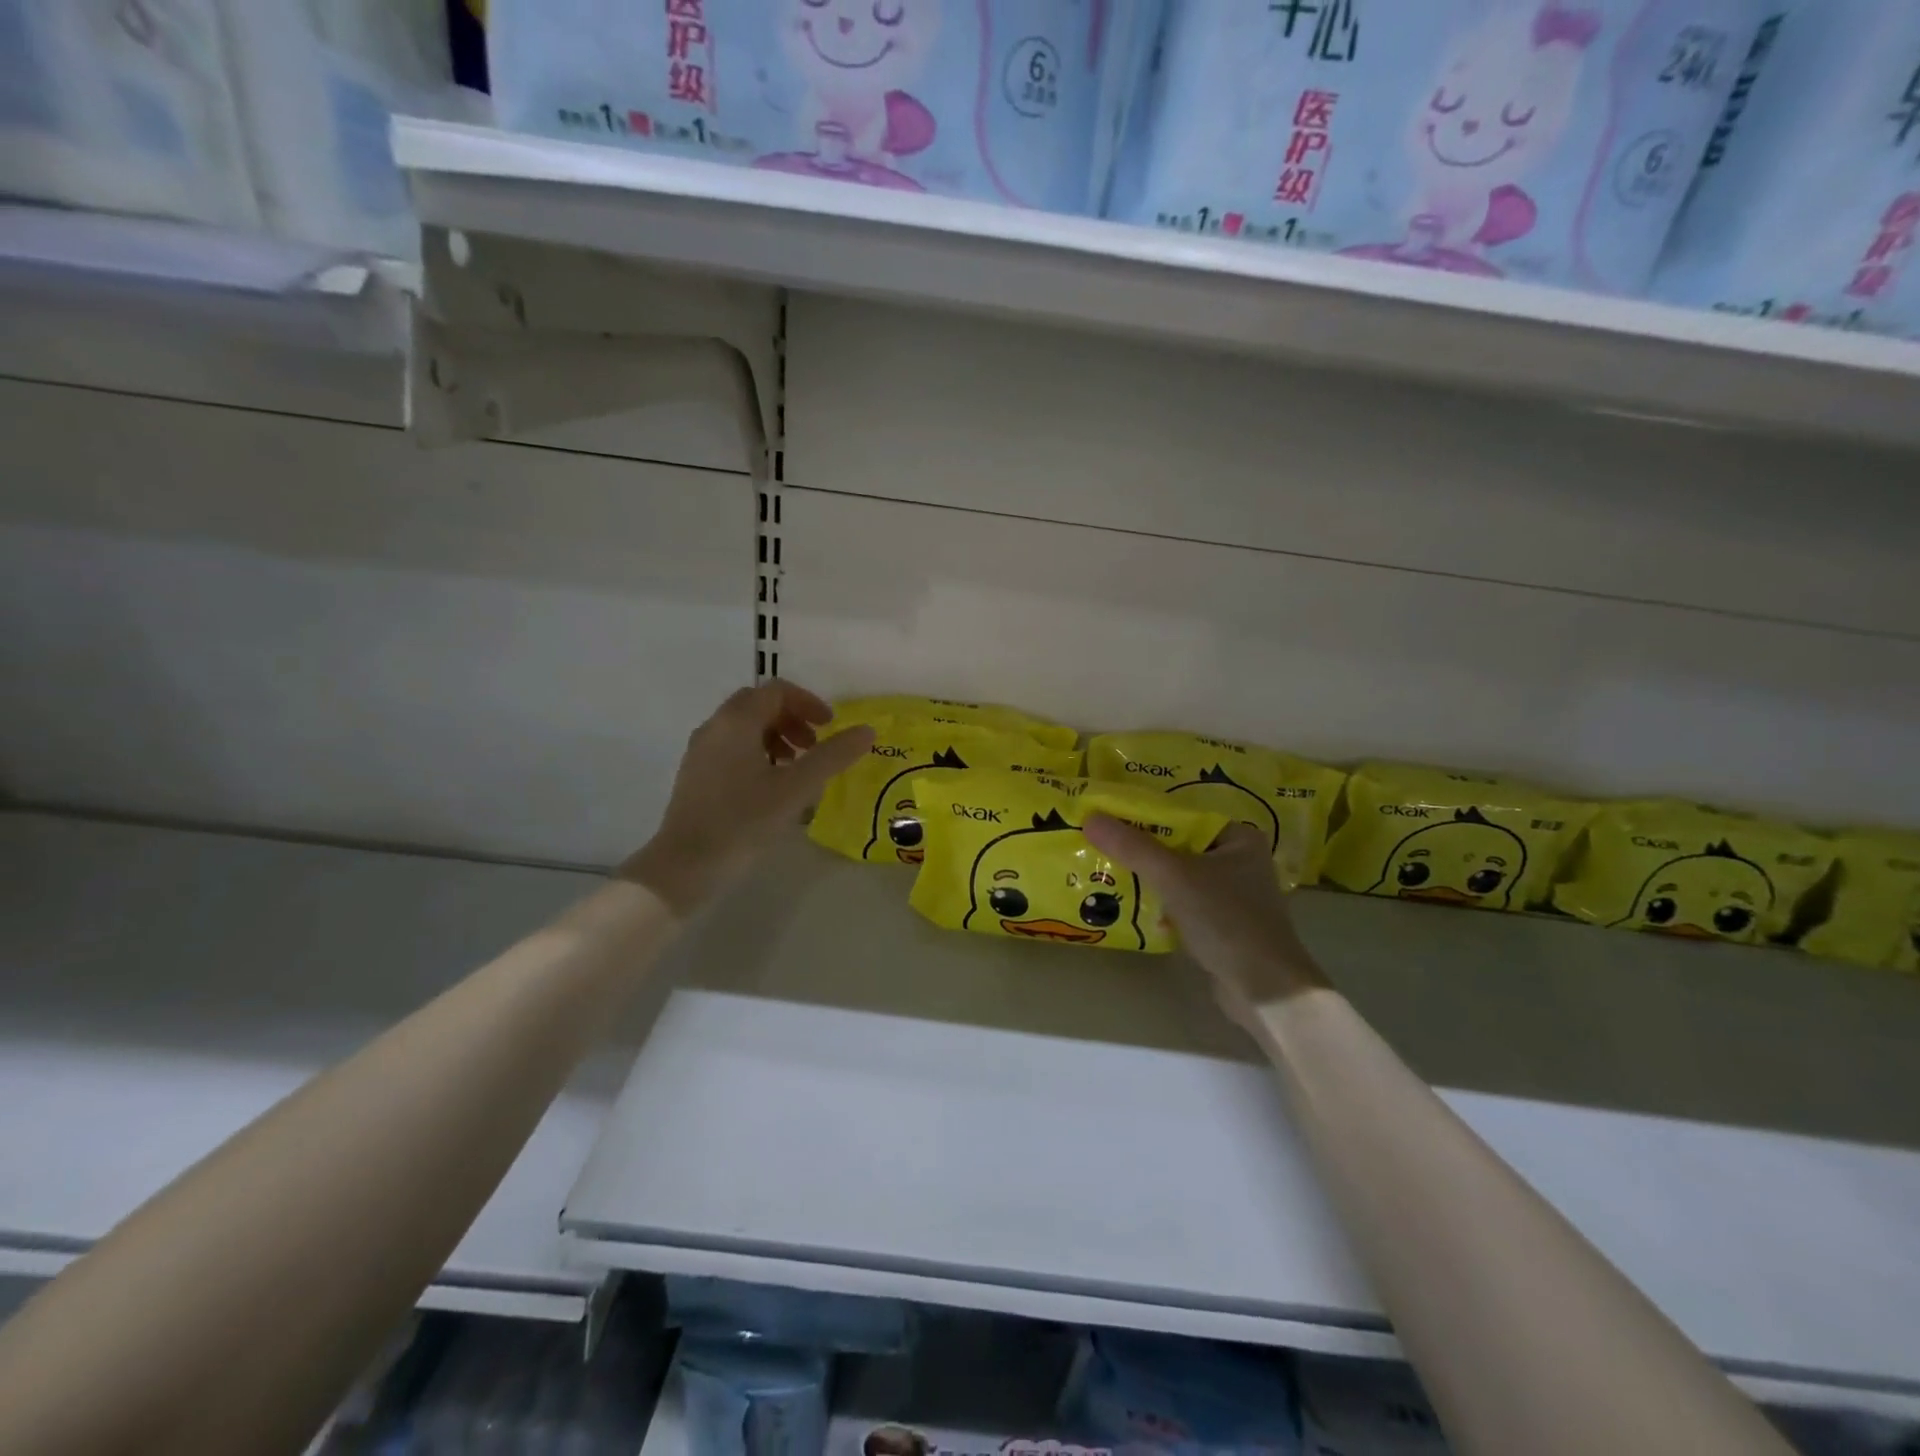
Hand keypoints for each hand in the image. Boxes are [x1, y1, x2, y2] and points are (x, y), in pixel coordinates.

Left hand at [619, 680, 873, 914]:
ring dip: (775, 736)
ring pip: (743, 727)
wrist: (685, 866)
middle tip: (813, 747)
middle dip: (792, 719)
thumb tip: (867, 730)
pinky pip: (731, 748)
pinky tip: (770, 788)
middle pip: (758, 704)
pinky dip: (757, 753)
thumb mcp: (796, 788)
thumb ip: (833, 756)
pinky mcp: (695, 775)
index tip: (829, 728)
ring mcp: (700, 751)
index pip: (777, 691)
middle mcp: (714, 727)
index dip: (808, 703)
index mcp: (737, 721)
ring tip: (795, 769)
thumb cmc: (743, 821)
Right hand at [1082, 816, 1330, 1027]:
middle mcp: (1239, 861)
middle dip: (1141, 850)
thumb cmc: (1226, 920)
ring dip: (1148, 879)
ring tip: (1107, 873)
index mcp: (1239, 838)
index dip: (1143, 817)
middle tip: (1100, 846)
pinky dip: (1160, 904)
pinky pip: (1183, 903)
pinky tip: (1131, 907)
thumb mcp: (1174, 876)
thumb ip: (1133, 846)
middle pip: (1178, 846)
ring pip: (1178, 876)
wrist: (1265, 990)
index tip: (1106, 818)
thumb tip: (1090, 817)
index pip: (1182, 816)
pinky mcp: (1223, 925)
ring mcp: (1233, 895)